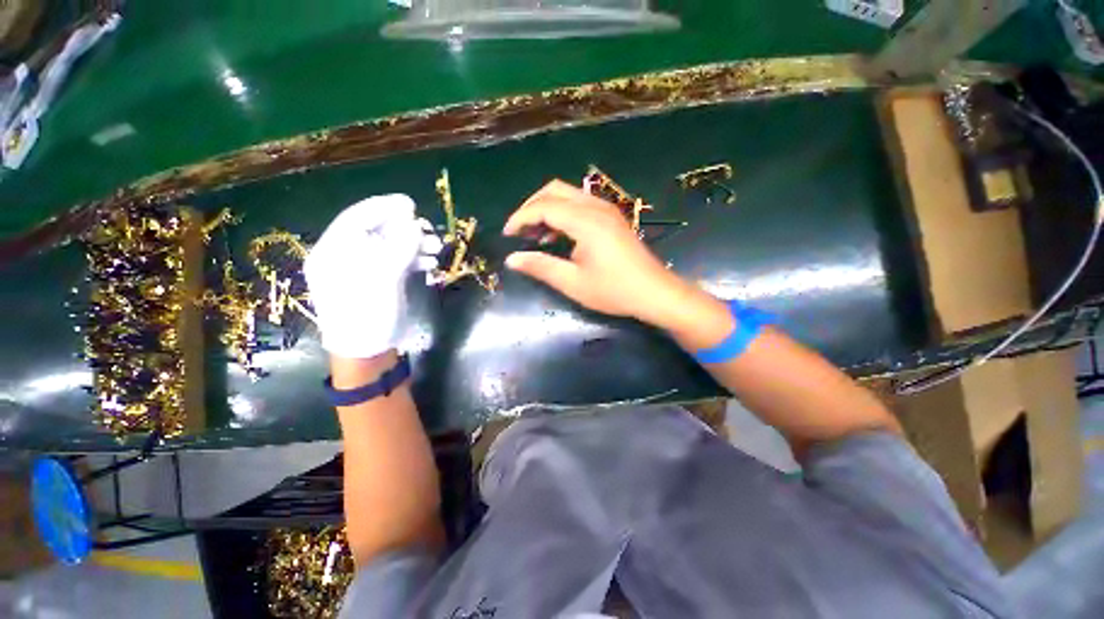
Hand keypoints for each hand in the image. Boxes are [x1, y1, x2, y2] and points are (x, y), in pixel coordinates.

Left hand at [305, 194, 440, 358]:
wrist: (369, 351)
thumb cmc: (367, 315)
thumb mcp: (382, 280)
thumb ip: (398, 249)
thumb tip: (414, 225)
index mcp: (333, 252)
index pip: (356, 219)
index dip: (383, 207)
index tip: (409, 204)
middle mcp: (347, 256)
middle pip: (377, 231)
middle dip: (405, 228)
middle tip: (428, 229)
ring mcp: (366, 269)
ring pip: (391, 246)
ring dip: (415, 244)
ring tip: (436, 248)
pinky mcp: (381, 280)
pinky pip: (398, 260)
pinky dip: (415, 258)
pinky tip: (430, 261)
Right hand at [503, 180, 698, 329]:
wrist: (654, 292)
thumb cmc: (614, 291)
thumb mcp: (573, 283)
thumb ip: (541, 267)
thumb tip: (511, 259)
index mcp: (585, 221)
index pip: (543, 207)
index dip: (520, 218)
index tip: (507, 235)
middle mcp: (596, 207)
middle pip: (554, 190)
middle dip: (531, 206)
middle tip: (519, 231)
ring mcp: (606, 210)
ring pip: (567, 194)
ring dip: (547, 208)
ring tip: (535, 235)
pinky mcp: (611, 217)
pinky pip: (580, 204)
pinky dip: (562, 213)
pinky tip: (558, 236)